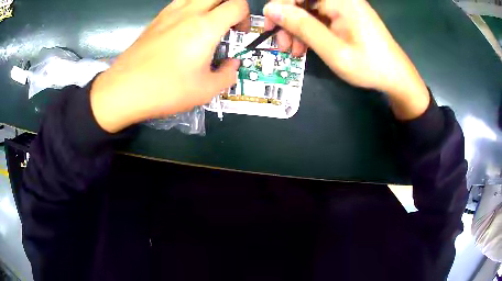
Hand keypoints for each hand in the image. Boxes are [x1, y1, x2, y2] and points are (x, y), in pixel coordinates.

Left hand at [90, 0, 249, 132]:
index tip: (238, 32)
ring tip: (207, 21)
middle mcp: (189, 12)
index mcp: (206, 27)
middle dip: (230, 5)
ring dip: (209, 4)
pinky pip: (180, 2)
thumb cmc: (165, 90)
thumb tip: (232, 65)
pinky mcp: (157, 19)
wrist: (124, 90)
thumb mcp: (205, 91)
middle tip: (227, 23)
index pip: (238, 5)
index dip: (245, 17)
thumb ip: (227, 75)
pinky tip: (185, 25)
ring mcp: (170, 13)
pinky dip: (191, 7)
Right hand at [263, 0, 429, 119]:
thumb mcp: (333, 50)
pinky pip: (318, 16)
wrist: (395, 76)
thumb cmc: (369, 65)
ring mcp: (342, 5)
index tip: (270, 28)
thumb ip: (302, 26)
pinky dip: (308, 30)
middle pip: (301, 0)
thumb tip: (271, 9)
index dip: (279, 6)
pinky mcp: (344, 14)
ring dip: (296, 28)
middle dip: (287, 21)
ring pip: (307, 9)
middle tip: (283, 45)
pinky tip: (305, 47)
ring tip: (294, 51)